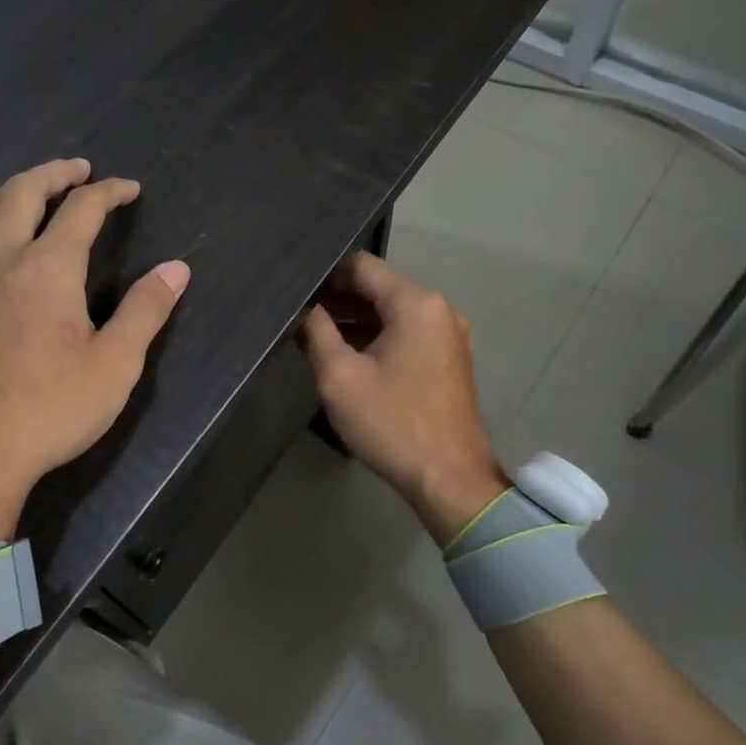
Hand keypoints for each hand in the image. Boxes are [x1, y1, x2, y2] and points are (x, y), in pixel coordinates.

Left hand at [0, 158, 189, 538]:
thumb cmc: (52, 410)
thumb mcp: (116, 364)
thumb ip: (146, 310)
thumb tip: (176, 268)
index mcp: (48, 269)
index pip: (82, 209)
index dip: (109, 192)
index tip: (129, 190)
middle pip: (21, 191)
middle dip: (54, 173)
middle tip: (77, 171)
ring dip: (8, 191)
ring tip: (28, 194)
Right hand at [299, 252, 506, 545]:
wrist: (449, 478)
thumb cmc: (392, 423)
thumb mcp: (340, 377)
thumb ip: (316, 332)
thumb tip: (301, 307)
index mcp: (416, 304)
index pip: (362, 266)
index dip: (325, 273)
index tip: (295, 287)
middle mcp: (439, 309)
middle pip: (380, 288)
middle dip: (339, 297)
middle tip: (298, 310)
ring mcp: (449, 334)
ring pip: (393, 312)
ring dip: (357, 319)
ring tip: (314, 331)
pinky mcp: (450, 358)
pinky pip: (408, 332)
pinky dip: (379, 336)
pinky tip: (348, 351)